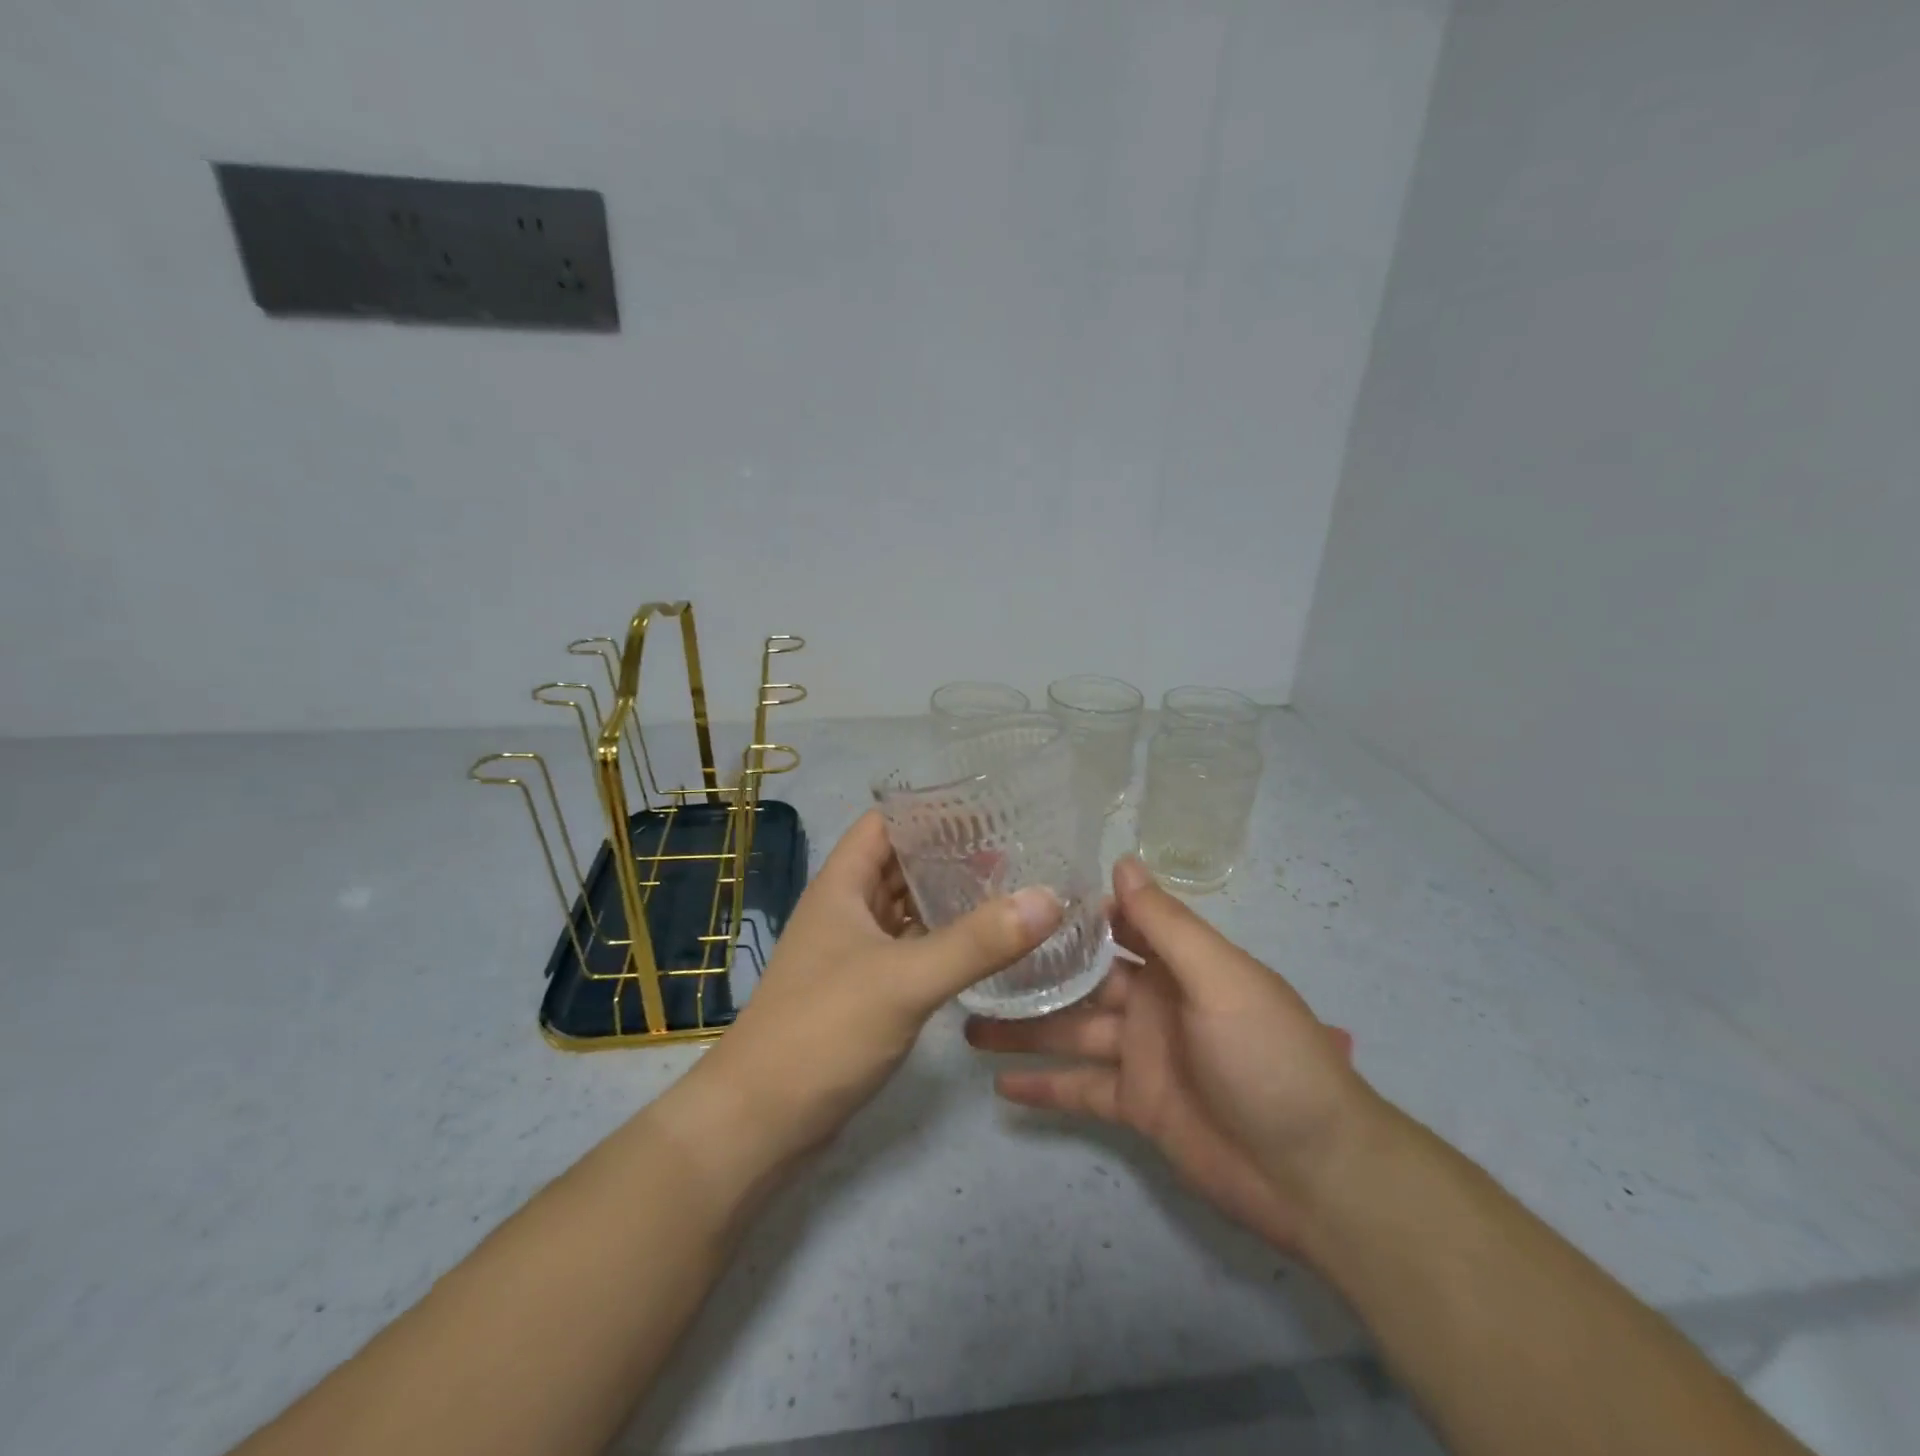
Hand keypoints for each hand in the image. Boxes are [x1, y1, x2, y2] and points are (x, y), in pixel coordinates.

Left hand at [687, 811, 1062, 1169]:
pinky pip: (909, 949)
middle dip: (949, 854)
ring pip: (906, 909)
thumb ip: (978, 941)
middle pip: (900, 863)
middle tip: (1015, 849)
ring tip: (1008, 889)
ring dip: (947, 898)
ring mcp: (853, 952)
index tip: (987, 807)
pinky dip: (942, 941)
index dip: (929, 809)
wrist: (760, 1120)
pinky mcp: (864, 991)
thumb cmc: (824, 1030)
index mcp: (842, 885)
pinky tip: (982, 947)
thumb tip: (1049, 897)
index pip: (886, 822)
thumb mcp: (905, 979)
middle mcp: (845, 909)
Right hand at [966, 856, 1373, 1253]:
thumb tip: (1122, 861)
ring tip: (967, 1022)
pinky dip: (1043, 1087)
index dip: (1069, 912)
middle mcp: (1152, 1001)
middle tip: (972, 961)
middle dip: (1033, 972)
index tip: (1013, 896)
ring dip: (1024, 1030)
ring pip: (1070, 1033)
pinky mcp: (1135, 1106)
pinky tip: (998, 1085)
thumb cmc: (1269, 1057)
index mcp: (1176, 963)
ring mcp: (1141, 1055)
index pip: (1114, 924)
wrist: (1315, 1173)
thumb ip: (1167, 925)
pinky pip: (1079, 1090)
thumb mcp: (1221, 979)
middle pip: (1080, 980)